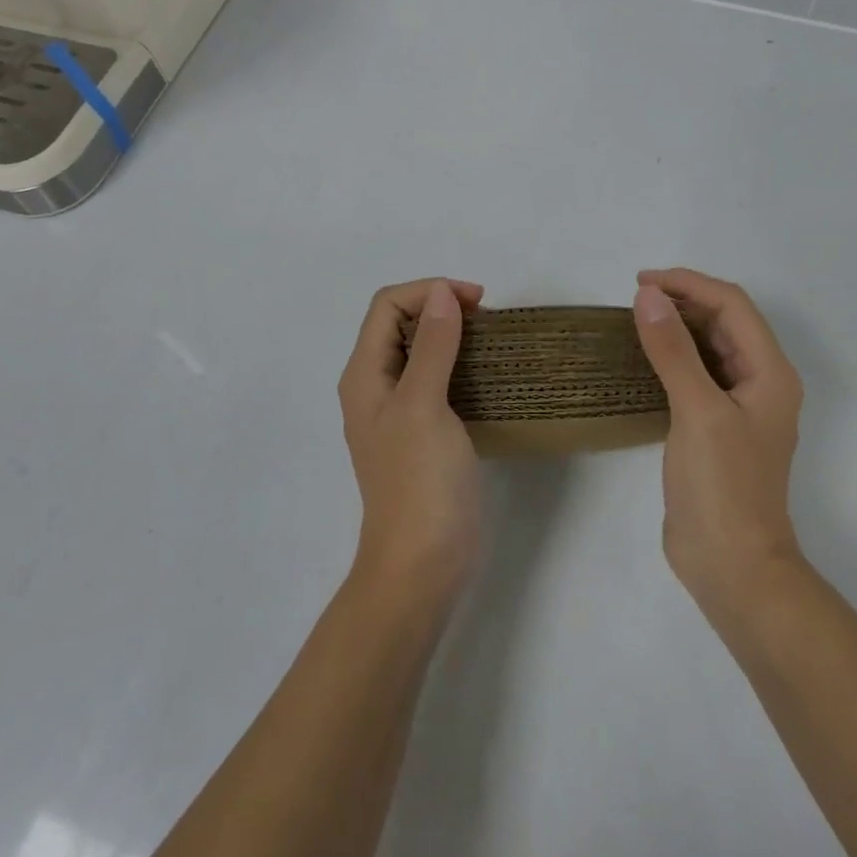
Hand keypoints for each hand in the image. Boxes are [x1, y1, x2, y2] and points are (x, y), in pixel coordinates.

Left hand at [338, 278, 485, 600]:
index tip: (476, 302)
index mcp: (365, 375)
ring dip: (452, 335)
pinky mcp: (424, 432)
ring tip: (491, 341)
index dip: (428, 291)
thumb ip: (433, 347)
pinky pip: (438, 380)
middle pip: (401, 324)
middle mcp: (376, 387)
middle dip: (440, 308)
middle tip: (486, 319)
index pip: (388, 306)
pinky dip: (460, 364)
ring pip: (421, 351)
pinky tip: (487, 375)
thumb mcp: (423, 405)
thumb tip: (441, 294)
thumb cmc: (419, 481)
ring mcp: (400, 412)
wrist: (422, 564)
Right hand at [633, 268, 805, 615]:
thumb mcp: (696, 410)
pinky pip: (697, 374)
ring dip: (679, 326)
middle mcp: (760, 382)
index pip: (732, 305)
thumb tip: (648, 295)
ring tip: (637, 318)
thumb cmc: (723, 486)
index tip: (641, 282)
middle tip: (635, 298)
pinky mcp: (717, 427)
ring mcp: (739, 406)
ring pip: (711, 347)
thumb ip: (673, 349)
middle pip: (725, 321)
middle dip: (684, 300)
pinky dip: (674, 356)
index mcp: (770, 372)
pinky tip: (645, 357)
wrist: (732, 567)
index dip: (689, 284)